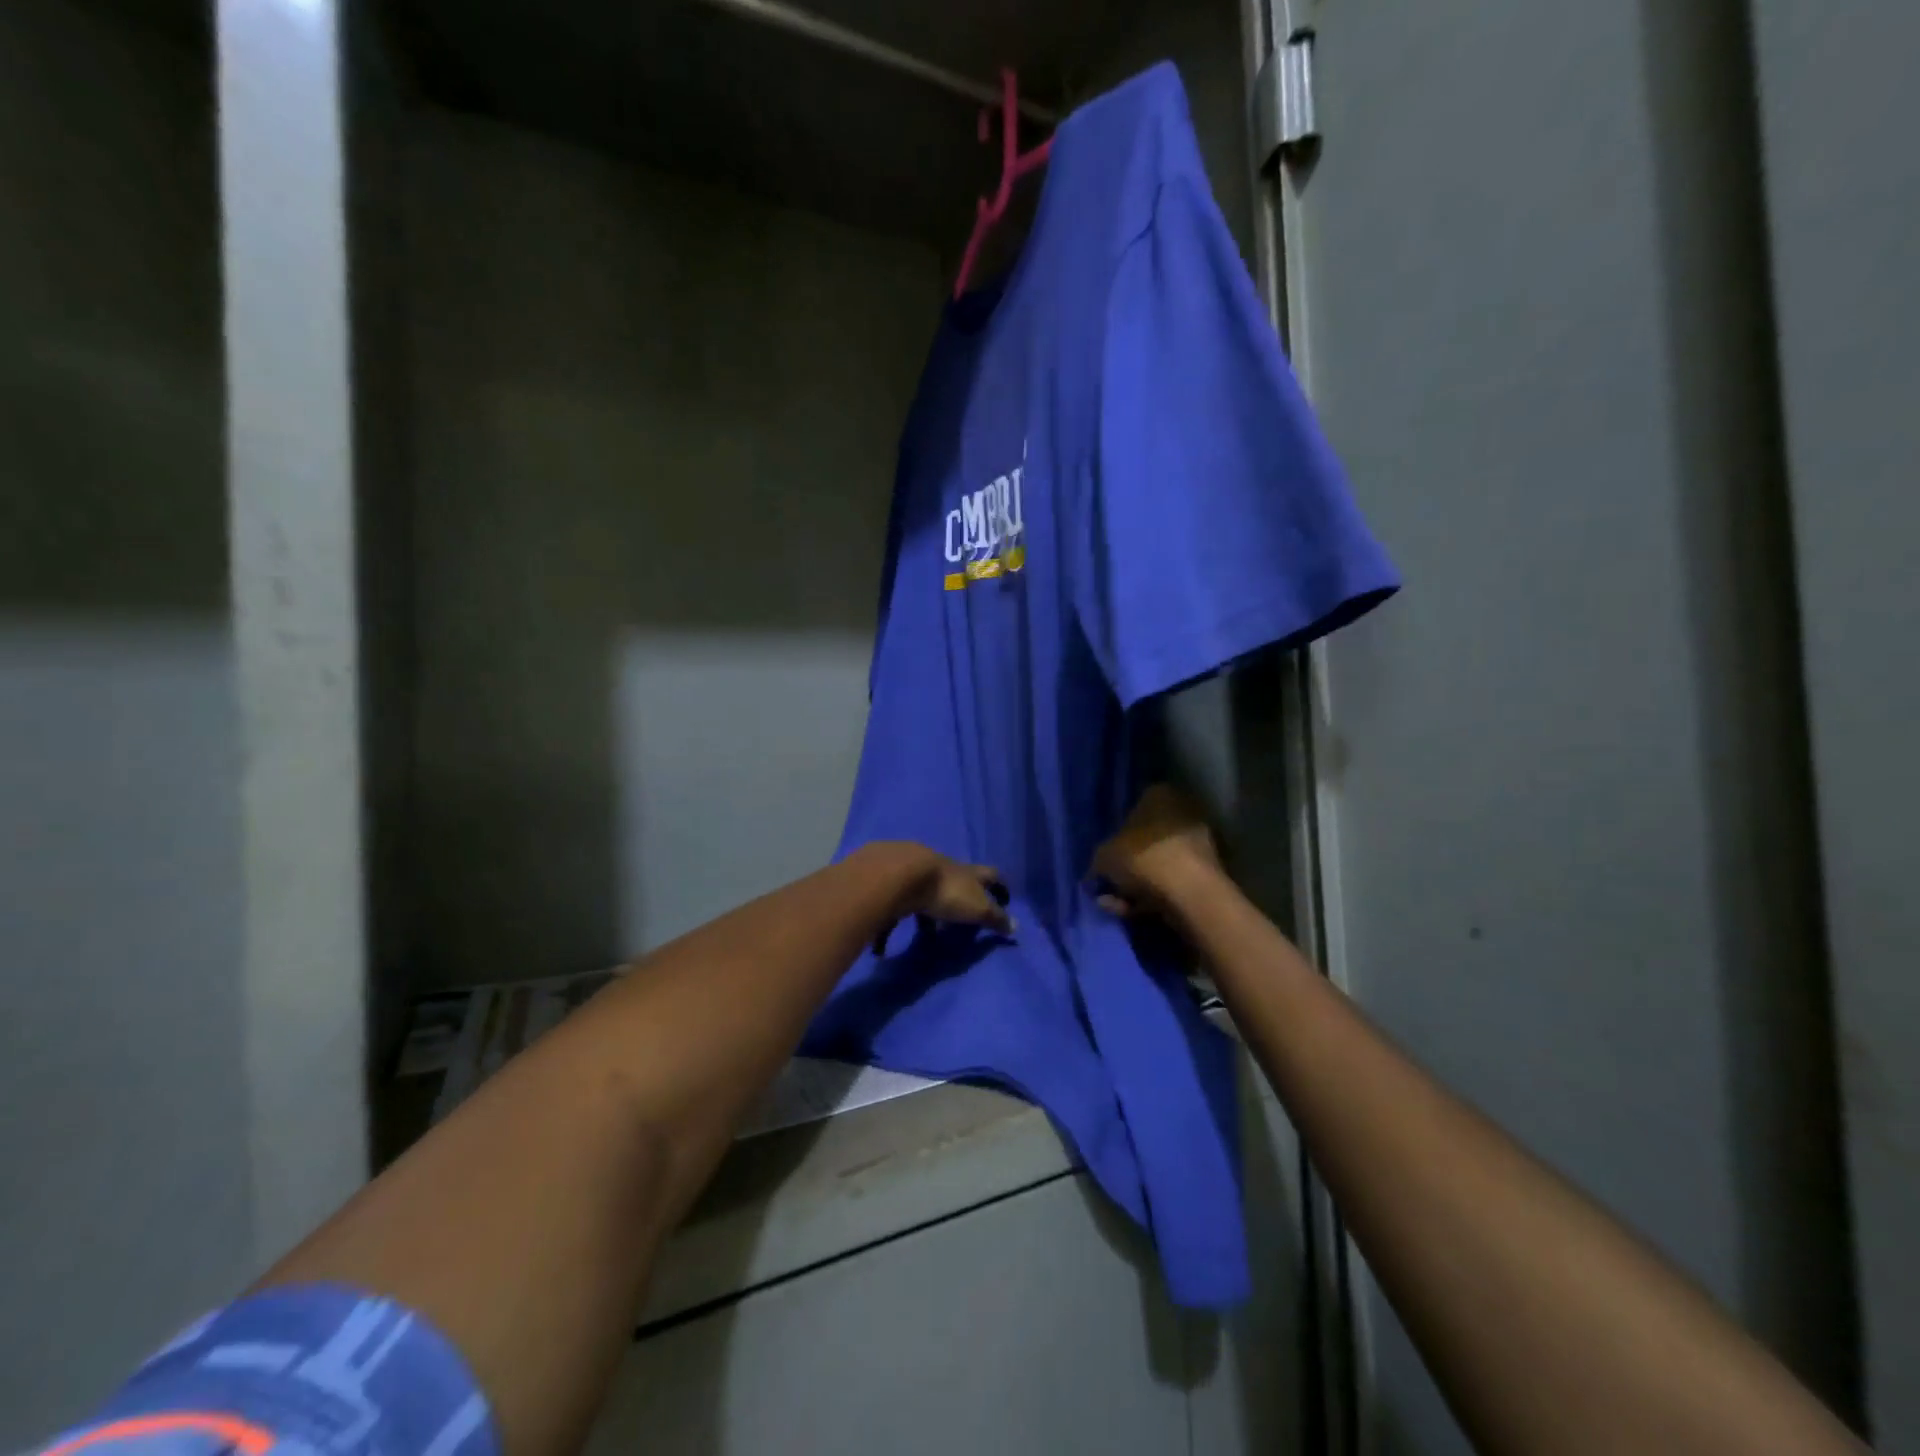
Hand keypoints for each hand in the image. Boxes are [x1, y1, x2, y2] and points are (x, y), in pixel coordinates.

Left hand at [865, 844, 1013, 953]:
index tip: (1004, 899)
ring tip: (926, 937)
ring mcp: (916, 873)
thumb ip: (994, 918)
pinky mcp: (892, 883)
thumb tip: (1015, 926)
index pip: (990, 875)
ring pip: (926, 895)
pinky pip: (895, 907)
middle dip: (959, 903)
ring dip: (927, 915)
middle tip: (960, 925)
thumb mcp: (977, 908)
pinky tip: (883, 948)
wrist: (900, 874)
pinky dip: (892, 926)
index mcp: (967, 873)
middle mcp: (943, 869)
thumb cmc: (946, 892)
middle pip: (957, 883)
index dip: (999, 886)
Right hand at [1090, 786, 1222, 917]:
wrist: (1190, 894)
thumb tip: (1098, 870)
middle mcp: (1183, 813)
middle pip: (1147, 838)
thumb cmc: (1143, 858)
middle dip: (1128, 862)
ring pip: (1158, 864)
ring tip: (1116, 903)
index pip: (1135, 806)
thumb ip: (1099, 860)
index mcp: (1160, 795)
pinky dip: (1152, 896)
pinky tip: (1132, 911)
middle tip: (1108, 881)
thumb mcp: (1105, 856)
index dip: (1118, 831)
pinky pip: (1171, 883)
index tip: (1107, 852)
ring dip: (1137, 884)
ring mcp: (1198, 844)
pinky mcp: (1206, 875)